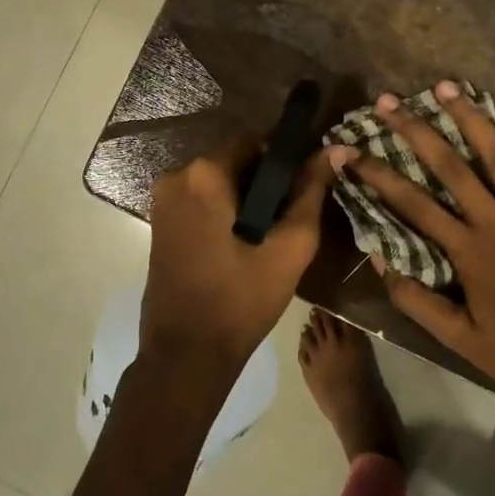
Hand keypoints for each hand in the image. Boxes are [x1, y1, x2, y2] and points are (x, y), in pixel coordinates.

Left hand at [141, 133, 331, 379]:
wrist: (185, 356)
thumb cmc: (241, 301)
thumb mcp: (289, 247)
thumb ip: (312, 193)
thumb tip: (334, 149)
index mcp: (203, 175)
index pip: (253, 140)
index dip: (284, 157)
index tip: (304, 183)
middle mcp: (175, 177)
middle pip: (233, 159)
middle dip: (264, 180)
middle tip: (292, 213)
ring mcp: (162, 201)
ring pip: (216, 181)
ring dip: (245, 196)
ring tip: (272, 231)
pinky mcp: (160, 223)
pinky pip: (200, 200)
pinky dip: (224, 209)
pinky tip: (244, 240)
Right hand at [334, 82, 494, 438]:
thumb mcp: (460, 340)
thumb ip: (417, 299)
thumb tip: (379, 257)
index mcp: (469, 251)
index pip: (412, 203)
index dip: (375, 174)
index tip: (346, 149)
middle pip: (451, 166)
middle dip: (415, 129)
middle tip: (388, 101)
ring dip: (469, 118)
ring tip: (444, 86)